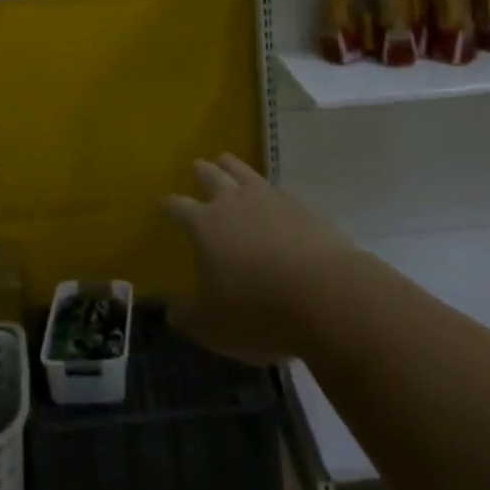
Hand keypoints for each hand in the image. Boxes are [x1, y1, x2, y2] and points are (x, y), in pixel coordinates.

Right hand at [161, 154, 352, 363]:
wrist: (327, 296)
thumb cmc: (261, 313)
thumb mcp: (216, 328)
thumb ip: (191, 317)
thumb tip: (172, 311)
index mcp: (206, 225)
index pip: (179, 207)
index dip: (169, 205)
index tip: (162, 203)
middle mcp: (234, 202)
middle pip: (212, 175)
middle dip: (202, 171)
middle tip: (197, 166)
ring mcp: (270, 199)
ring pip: (244, 171)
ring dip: (232, 166)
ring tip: (227, 161)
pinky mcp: (301, 206)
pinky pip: (277, 189)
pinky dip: (268, 190)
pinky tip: (272, 198)